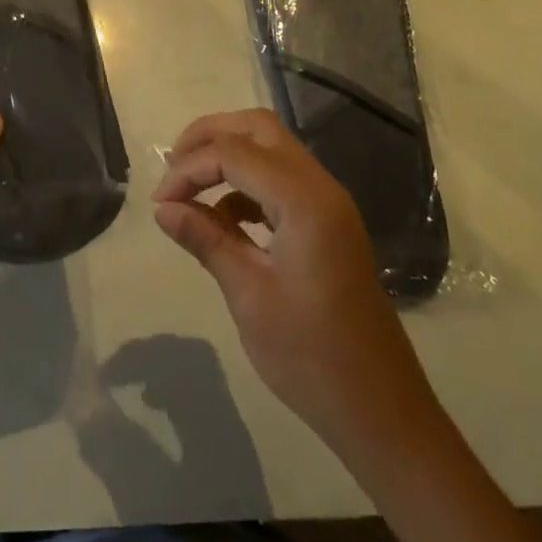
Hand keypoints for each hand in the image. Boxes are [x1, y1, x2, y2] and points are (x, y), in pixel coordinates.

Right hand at [153, 109, 440, 474]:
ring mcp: (329, 205)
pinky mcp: (328, 224)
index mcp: (304, 201)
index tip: (159, 203)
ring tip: (189, 190)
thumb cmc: (311, 357)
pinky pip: (281, 180)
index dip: (189, 169)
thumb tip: (163, 208)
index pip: (233, 153)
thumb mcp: (248, 295)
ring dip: (228, 156)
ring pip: (271, 149)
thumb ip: (205, 239)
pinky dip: (246, 184)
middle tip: (173, 168)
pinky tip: (222, 218)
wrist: (382, 412)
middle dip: (209, 137)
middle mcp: (321, 188)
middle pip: (258, 129)